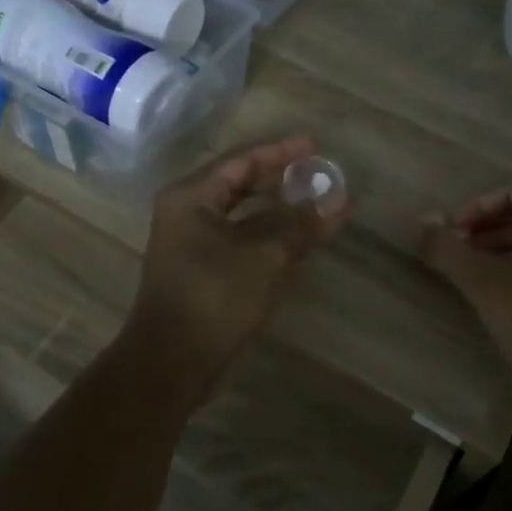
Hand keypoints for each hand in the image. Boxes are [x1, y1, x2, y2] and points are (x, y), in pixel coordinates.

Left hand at [124, 136, 348, 392]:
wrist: (171, 364)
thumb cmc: (213, 299)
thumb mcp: (263, 258)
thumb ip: (301, 225)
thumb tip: (340, 200)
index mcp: (191, 197)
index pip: (241, 160)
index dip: (280, 151)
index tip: (315, 145)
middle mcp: (187, 212)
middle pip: (240, 183)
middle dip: (280, 178)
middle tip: (318, 171)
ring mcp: (192, 242)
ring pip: (242, 214)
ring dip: (279, 209)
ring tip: (316, 202)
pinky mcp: (202, 269)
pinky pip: (240, 238)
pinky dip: (269, 234)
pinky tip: (298, 237)